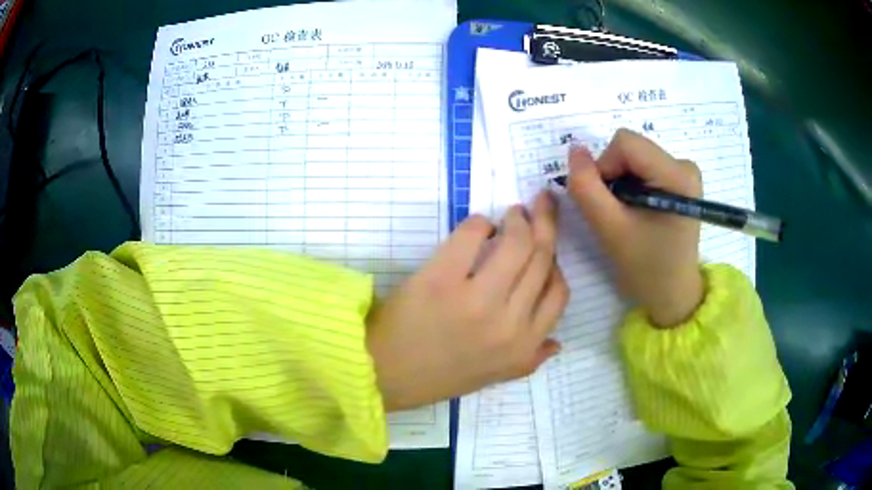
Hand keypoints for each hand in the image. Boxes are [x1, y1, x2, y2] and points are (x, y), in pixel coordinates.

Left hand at [366, 193, 568, 411]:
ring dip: (518, 220)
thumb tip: (558, 343)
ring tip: (512, 214)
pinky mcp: (441, 280)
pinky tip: (477, 227)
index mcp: (523, 347)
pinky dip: (479, 223)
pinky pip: (472, 236)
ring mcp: (476, 300)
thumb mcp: (494, 376)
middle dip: (546, 224)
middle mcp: (509, 323)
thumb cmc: (437, 376)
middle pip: (541, 258)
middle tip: (540, 204)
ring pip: (517, 243)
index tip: (545, 245)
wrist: (383, 374)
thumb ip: (530, 360)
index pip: (558, 293)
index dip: (555, 262)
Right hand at [567, 129, 703, 327]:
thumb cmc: (646, 267)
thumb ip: (586, 187)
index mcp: (677, 175)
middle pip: (630, 148)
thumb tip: (575, 150)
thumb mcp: (610, 229)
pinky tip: (637, 211)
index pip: (625, 143)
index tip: (605, 201)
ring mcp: (684, 171)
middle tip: (615, 212)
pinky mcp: (680, 179)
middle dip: (613, 175)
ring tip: (627, 215)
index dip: (604, 166)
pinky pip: (643, 166)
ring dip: (620, 181)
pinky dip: (631, 184)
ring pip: (634, 156)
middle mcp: (685, 165)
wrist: (673, 293)